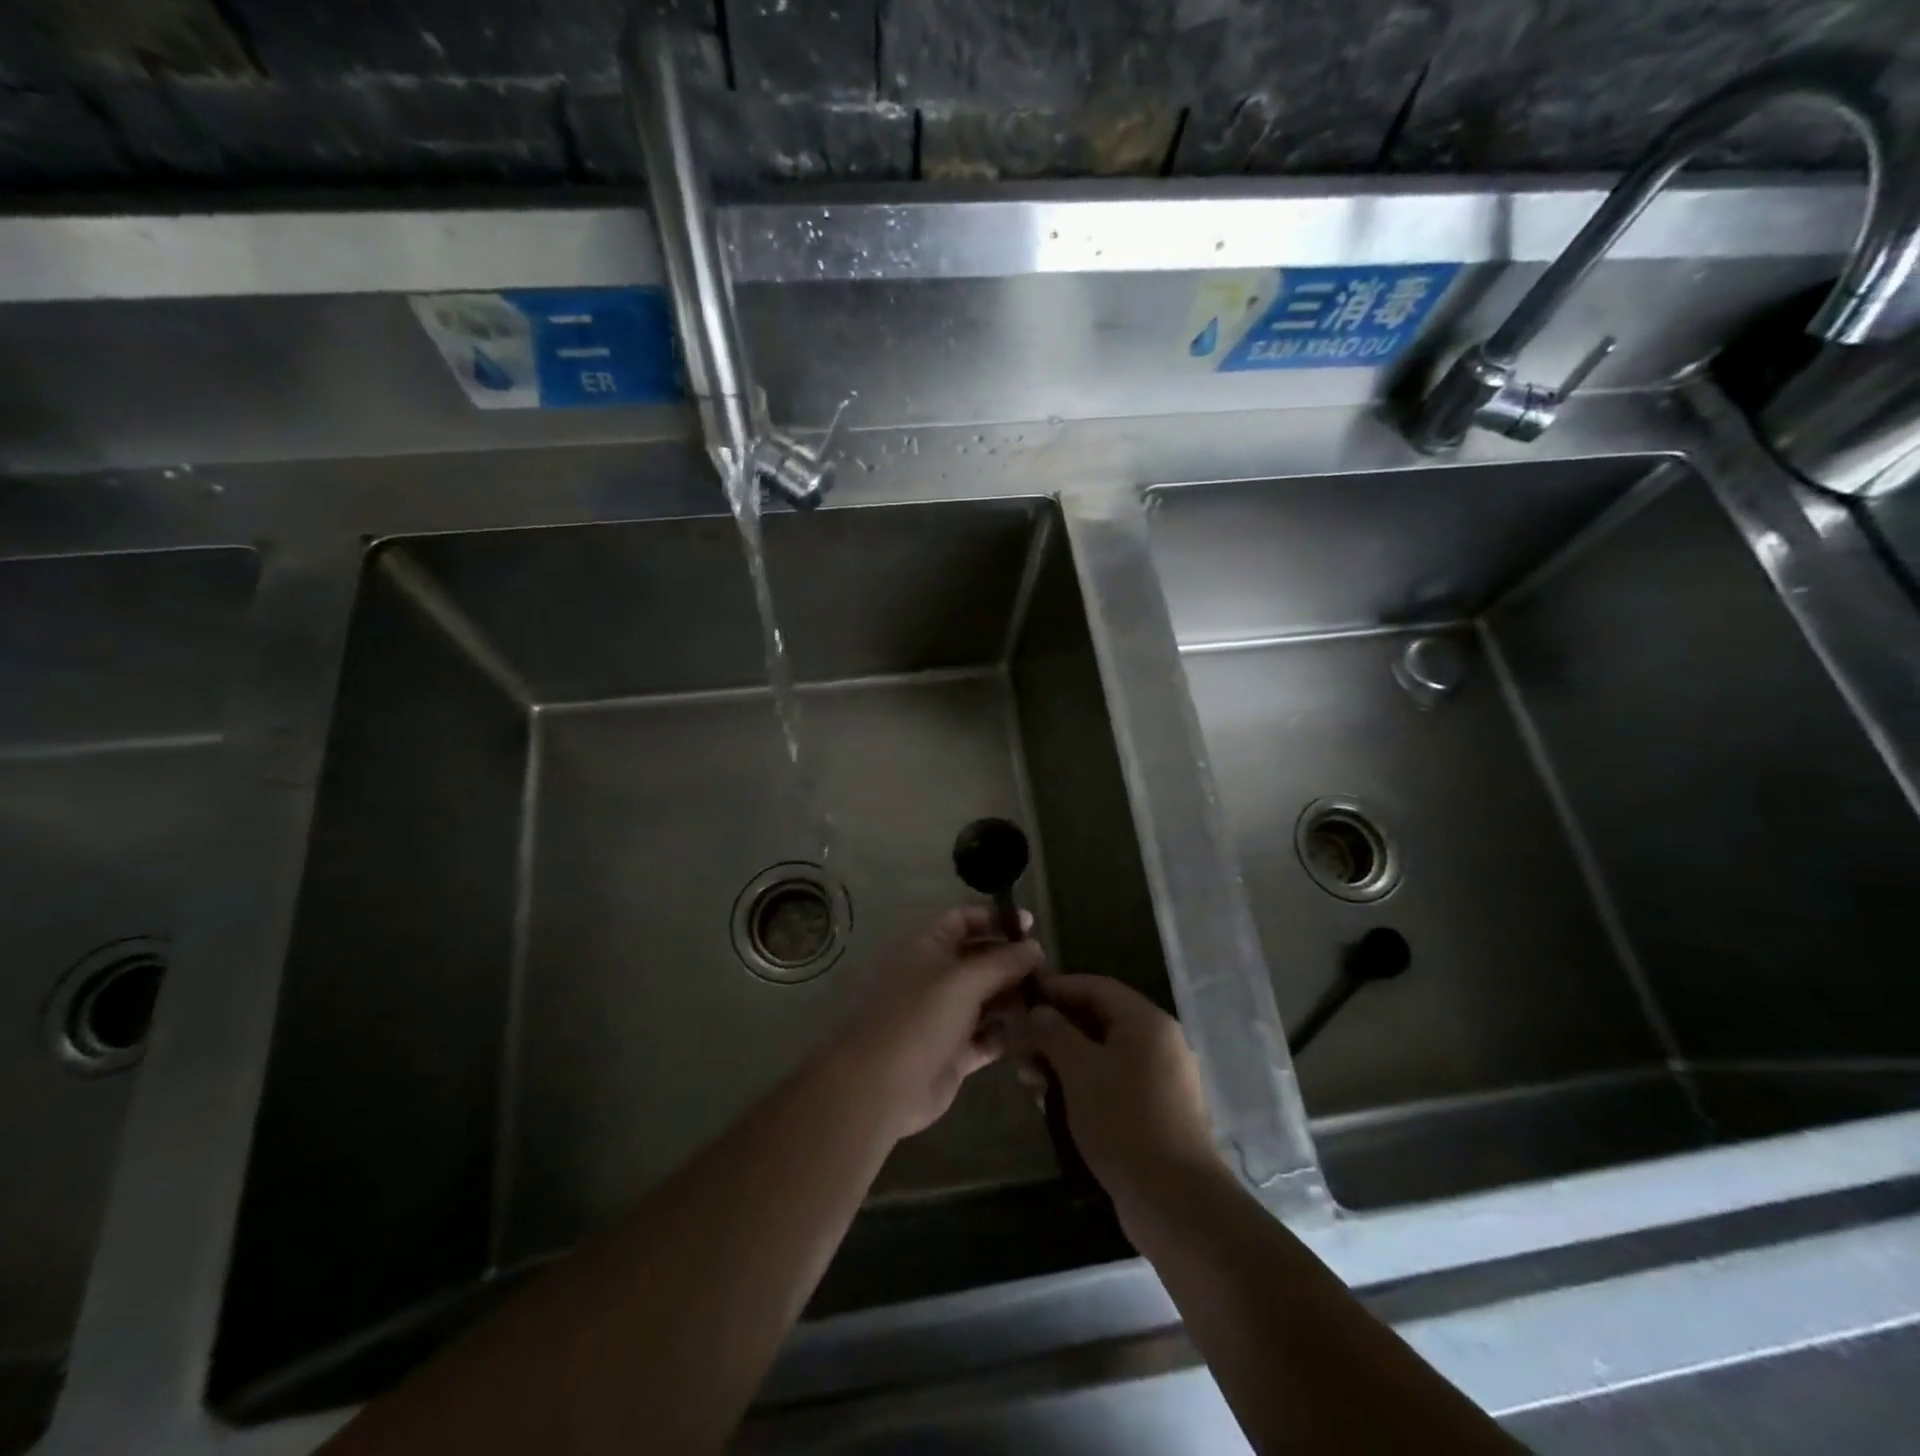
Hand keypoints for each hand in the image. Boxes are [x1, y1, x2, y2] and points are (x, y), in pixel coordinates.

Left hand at [838, 906, 1042, 1140]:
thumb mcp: (965, 981)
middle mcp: (935, 977)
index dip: (994, 918)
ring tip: (1049, 999)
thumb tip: (1035, 947)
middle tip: (1047, 968)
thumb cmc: (921, 1018)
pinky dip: (1007, 1033)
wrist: (883, 1086)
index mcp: (927, 948)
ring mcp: (944, 1016)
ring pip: (986, 999)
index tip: (1030, 925)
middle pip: (979, 959)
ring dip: (1014, 998)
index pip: (962, 919)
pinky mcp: (954, 1052)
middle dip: (1011, 961)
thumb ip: (1003, 962)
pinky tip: (1035, 1031)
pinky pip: (987, 1036)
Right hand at [1022, 976, 1222, 1220]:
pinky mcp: (1157, 1111)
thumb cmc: (1123, 1121)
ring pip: (1103, 1054)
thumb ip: (1053, 1032)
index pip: (1095, 986)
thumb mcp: (1079, 1069)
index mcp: (1146, 1021)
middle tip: (1019, 1048)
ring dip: (1064, 1061)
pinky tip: (1055, 1105)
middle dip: (1055, 1030)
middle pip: (1098, 1020)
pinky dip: (1083, 1085)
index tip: (1021, 997)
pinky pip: (1113, 1082)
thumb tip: (1036, 1011)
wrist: (1174, 1201)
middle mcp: (1159, 1041)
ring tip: (1030, 1081)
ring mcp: (1161, 1078)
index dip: (1057, 988)